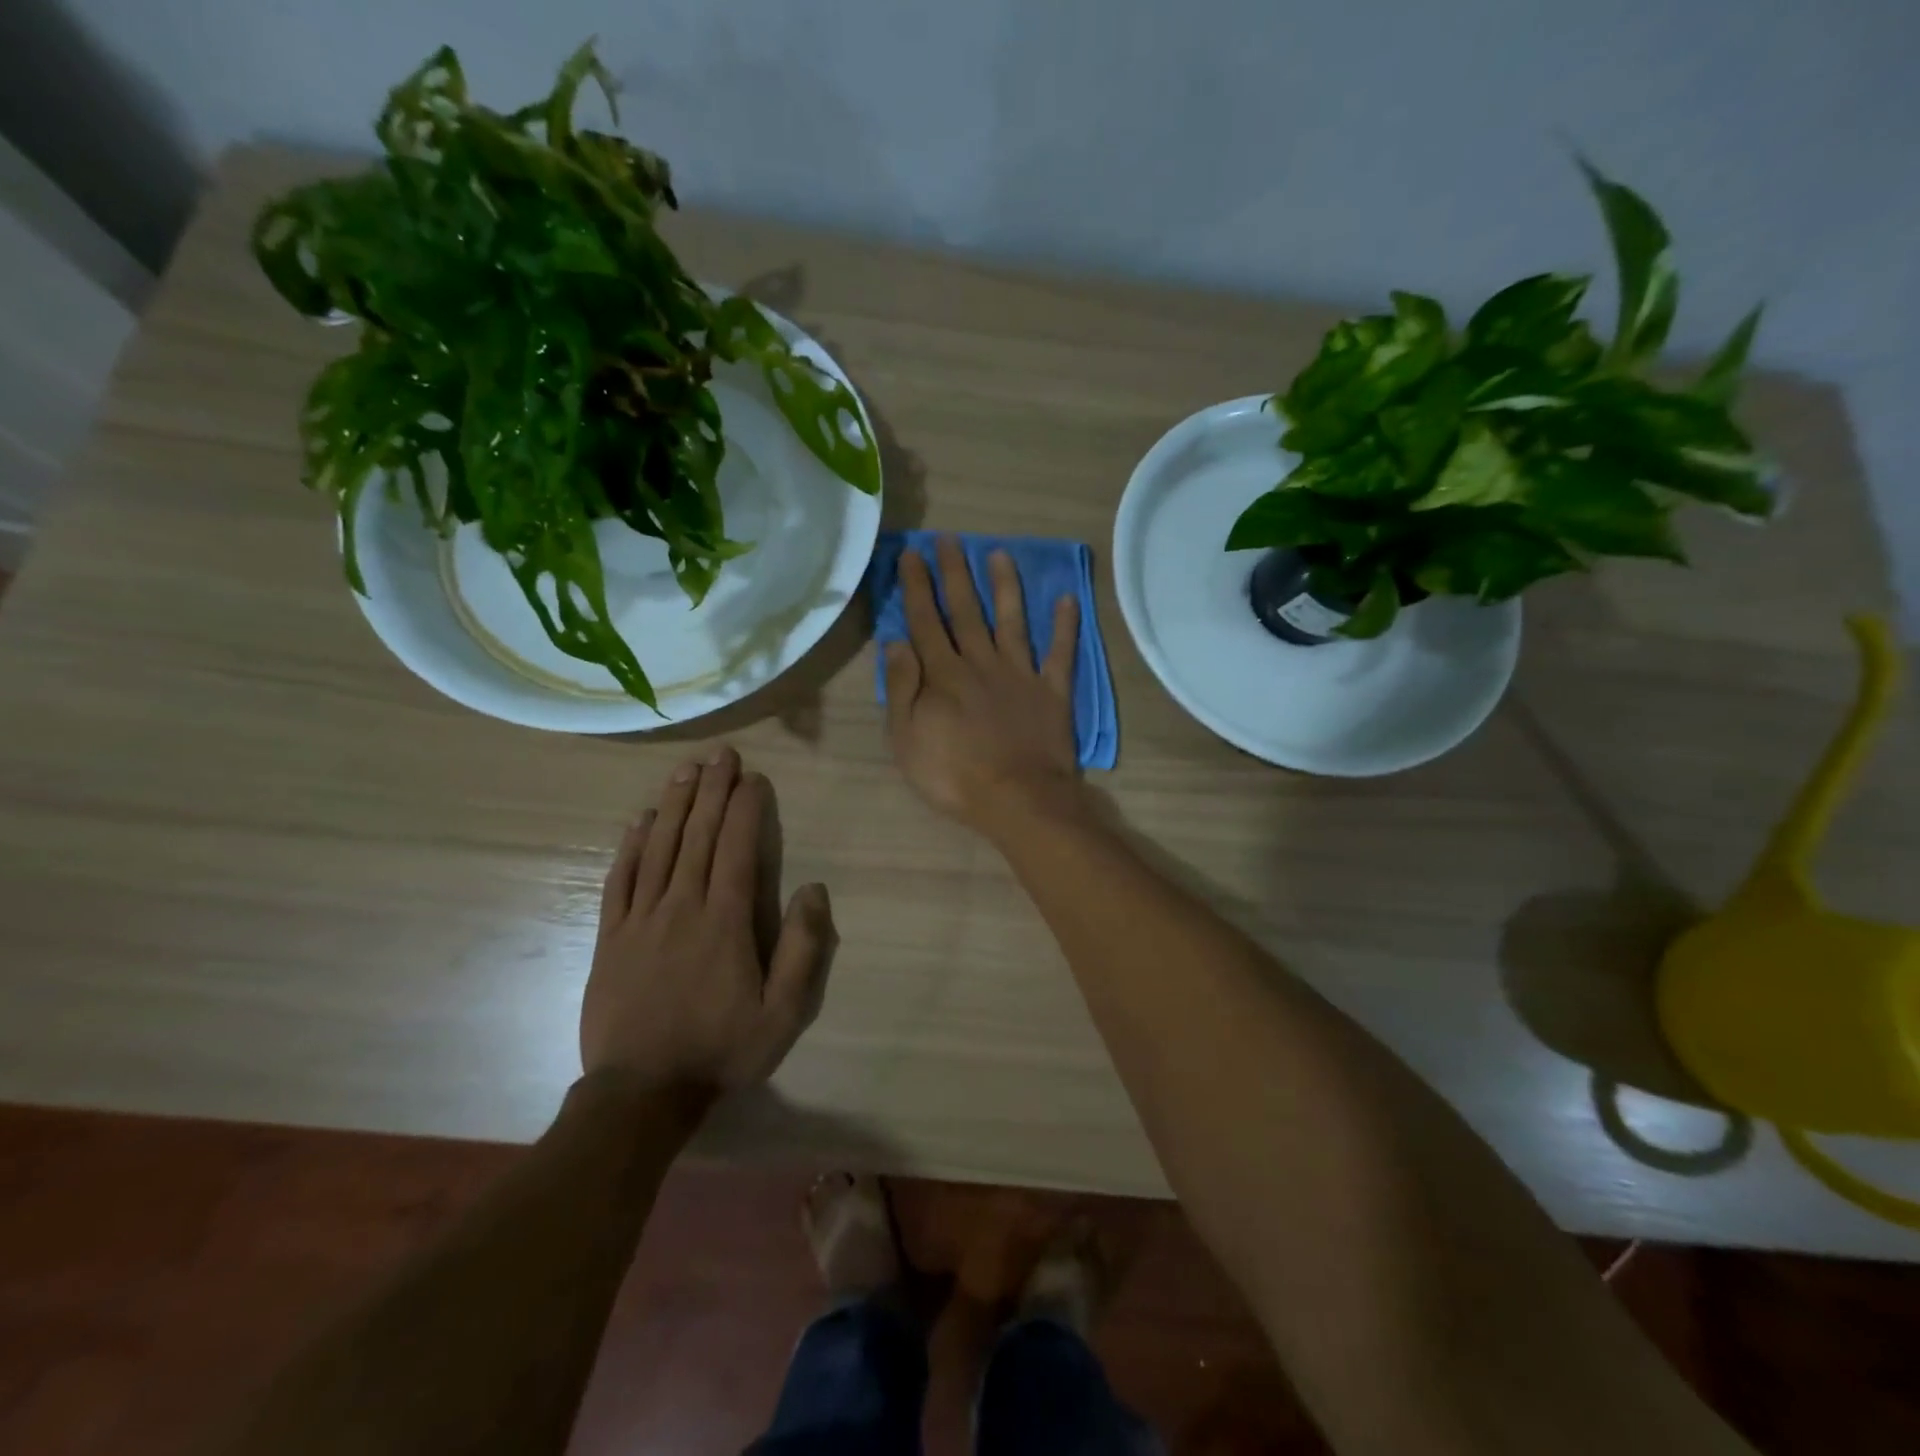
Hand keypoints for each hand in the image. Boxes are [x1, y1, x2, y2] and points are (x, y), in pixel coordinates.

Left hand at [581, 747, 836, 1097]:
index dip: (744, 808)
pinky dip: (631, 846)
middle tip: (720, 754)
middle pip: (697, 836)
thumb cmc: (720, 1050)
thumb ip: (803, 948)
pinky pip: (620, 880)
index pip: (736, 848)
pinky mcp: (611, 937)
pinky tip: (640, 820)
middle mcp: (681, 907)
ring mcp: (640, 919)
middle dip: (710, 791)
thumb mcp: (783, 1012)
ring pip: (659, 848)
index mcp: (725, 921)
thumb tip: (813, 889)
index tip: (752, 777)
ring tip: (686, 771)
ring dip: (674, 805)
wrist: (640, 1093)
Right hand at [884, 536, 1082, 835]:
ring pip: (1012, 621)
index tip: (913, 554)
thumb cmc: (954, 775)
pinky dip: (1065, 627)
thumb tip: (895, 642)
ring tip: (1000, 553)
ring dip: (1006, 586)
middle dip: (955, 573)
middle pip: (966, 611)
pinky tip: (1067, 599)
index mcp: (944, 674)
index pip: (926, 621)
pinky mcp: (1052, 692)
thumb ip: (902, 688)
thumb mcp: (907, 738)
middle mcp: (982, 663)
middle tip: (949, 539)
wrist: (1018, 799)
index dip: (918, 586)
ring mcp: (1021, 675)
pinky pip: (1060, 654)